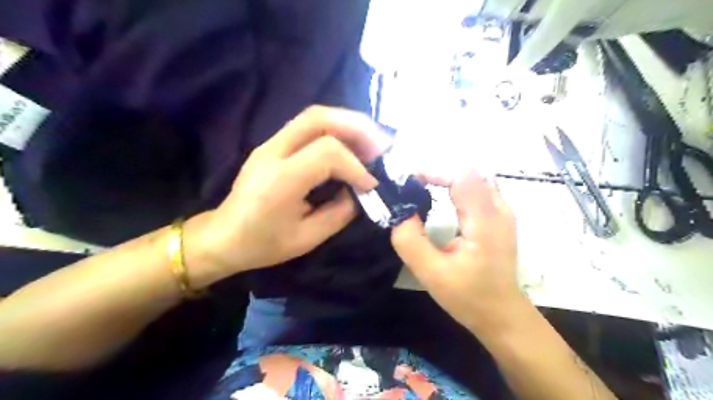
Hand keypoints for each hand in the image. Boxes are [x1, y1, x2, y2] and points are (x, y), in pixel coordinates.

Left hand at [182, 106, 384, 287]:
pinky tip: (349, 144)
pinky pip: (307, 126)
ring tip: (370, 142)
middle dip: (356, 127)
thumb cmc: (263, 244)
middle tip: (381, 145)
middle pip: (318, 118)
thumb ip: (341, 212)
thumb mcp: (308, 237)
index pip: (328, 152)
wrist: (224, 237)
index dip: (356, 166)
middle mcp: (273, 152)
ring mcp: (269, 144)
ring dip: (347, 124)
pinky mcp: (271, 145)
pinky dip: (334, 129)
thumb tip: (360, 191)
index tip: (371, 185)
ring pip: (313, 116)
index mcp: (281, 180)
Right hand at [390, 170, 521, 330]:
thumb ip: (410, 240)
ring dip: (447, 180)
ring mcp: (504, 212)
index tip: (409, 185)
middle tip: (412, 190)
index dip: (433, 172)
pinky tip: (443, 202)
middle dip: (437, 175)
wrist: (502, 314)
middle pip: (467, 173)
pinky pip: (478, 189)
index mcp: (484, 220)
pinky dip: (457, 188)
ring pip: (473, 178)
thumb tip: (399, 210)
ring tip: (424, 193)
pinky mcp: (500, 217)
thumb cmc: (468, 296)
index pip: (461, 175)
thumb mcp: (431, 273)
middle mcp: (499, 208)